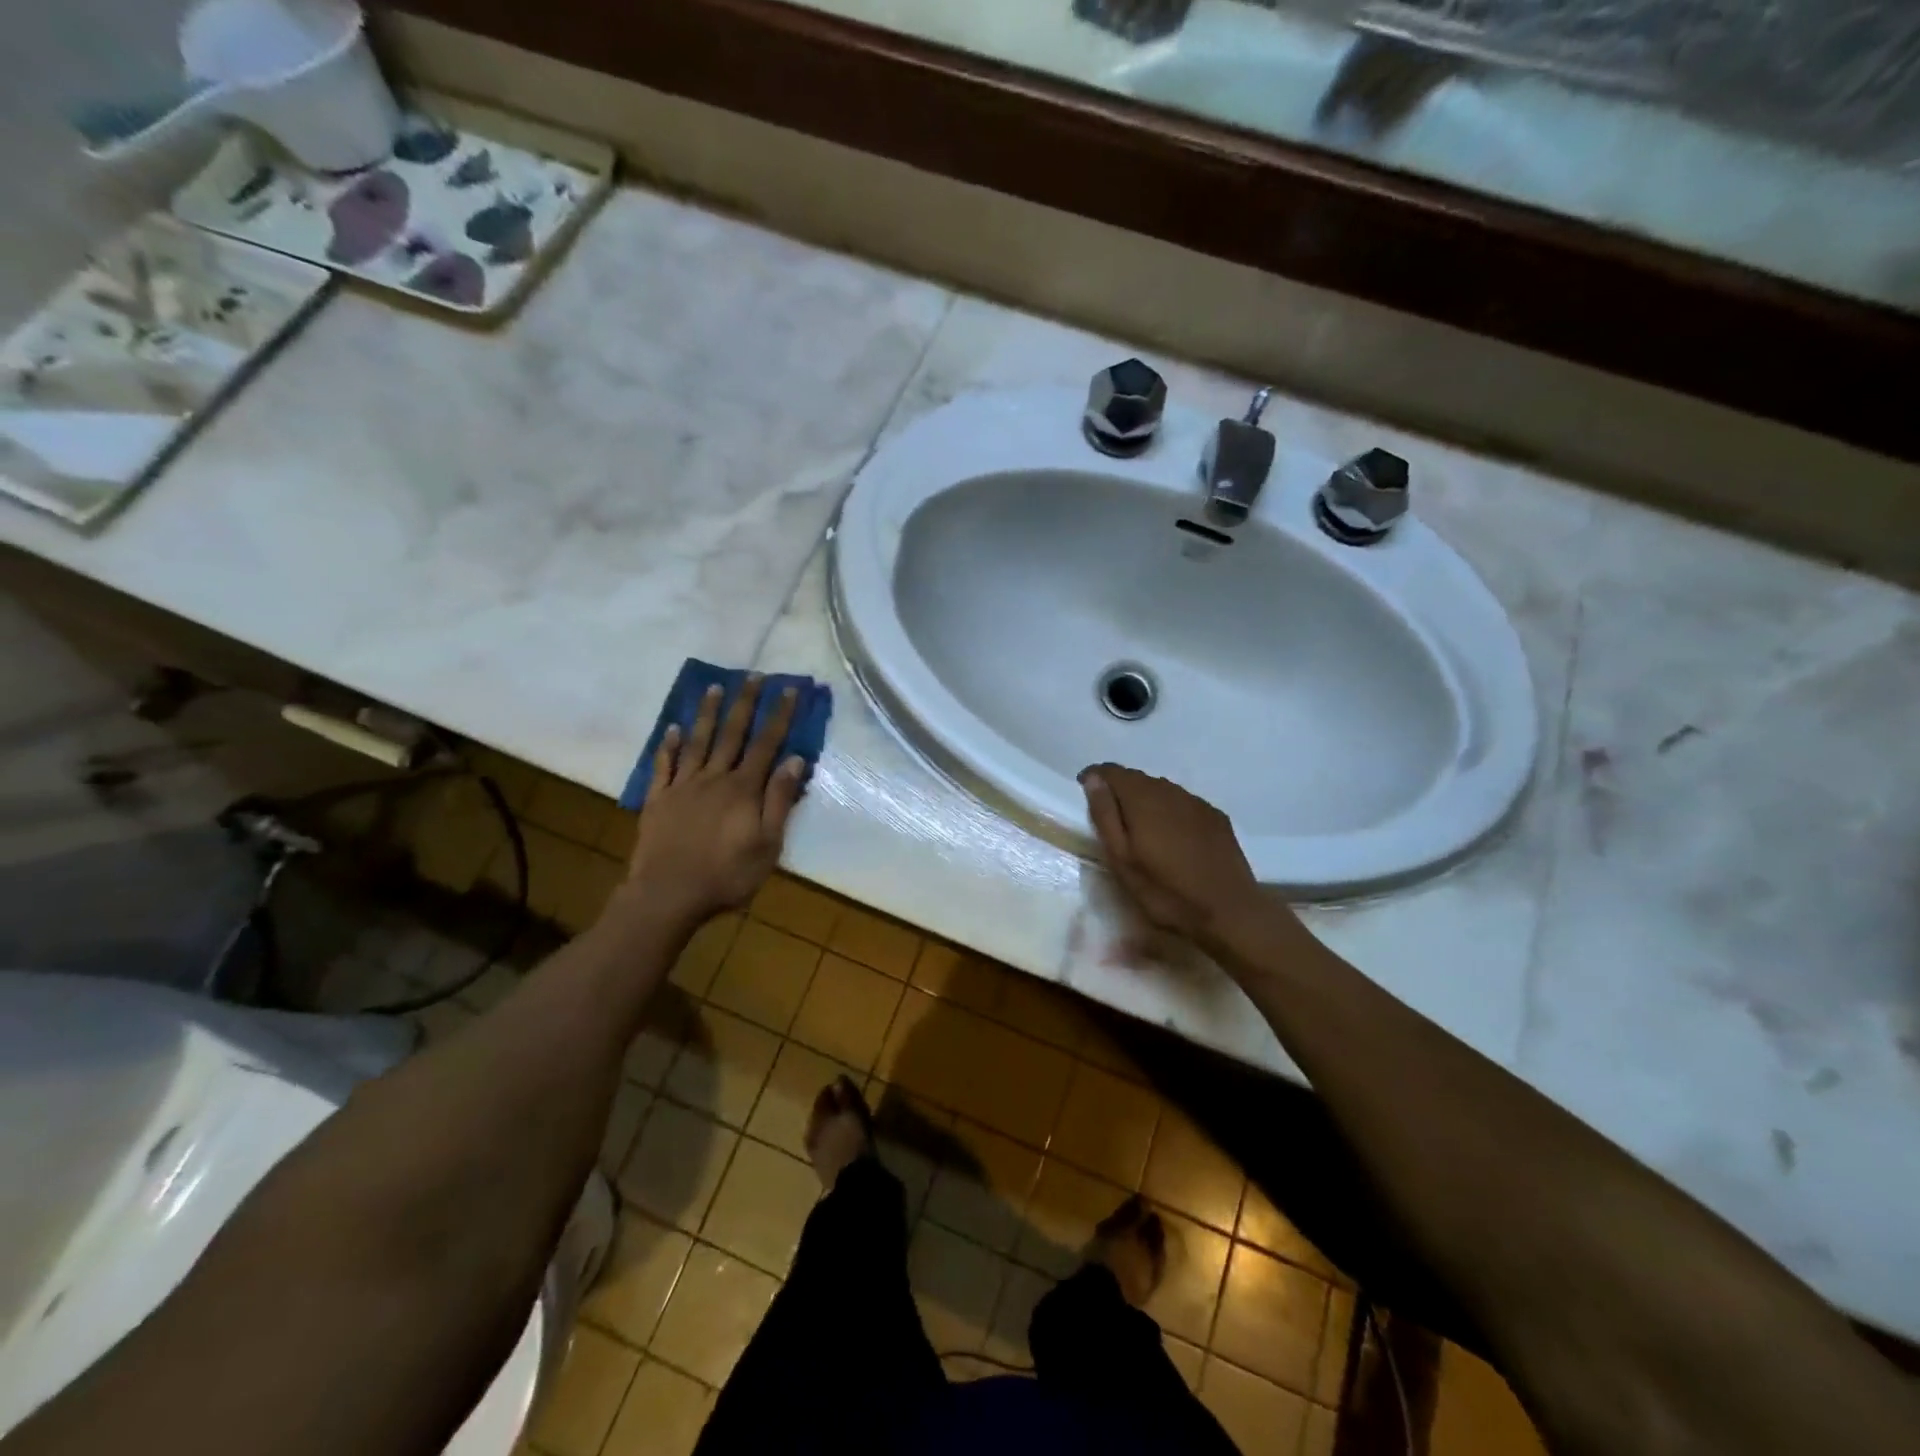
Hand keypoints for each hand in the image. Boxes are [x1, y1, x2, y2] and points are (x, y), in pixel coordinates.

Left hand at [625, 676, 806, 924]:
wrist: (667, 895)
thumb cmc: (726, 875)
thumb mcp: (767, 845)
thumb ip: (779, 801)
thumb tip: (794, 760)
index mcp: (743, 789)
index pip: (767, 745)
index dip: (779, 716)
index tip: (789, 690)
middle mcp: (714, 778)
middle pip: (732, 734)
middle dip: (745, 703)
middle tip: (752, 675)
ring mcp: (682, 787)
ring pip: (697, 742)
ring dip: (706, 714)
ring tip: (713, 687)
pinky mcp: (658, 800)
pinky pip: (663, 766)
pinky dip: (668, 746)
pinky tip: (672, 729)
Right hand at [1079, 763, 1266, 947]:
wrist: (1229, 912)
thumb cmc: (1165, 891)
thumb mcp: (1122, 859)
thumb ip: (1105, 815)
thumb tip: (1093, 779)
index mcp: (1143, 799)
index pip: (1112, 772)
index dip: (1095, 778)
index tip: (1084, 792)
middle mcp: (1170, 791)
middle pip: (1138, 778)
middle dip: (1120, 790)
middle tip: (1111, 818)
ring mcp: (1196, 803)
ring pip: (1162, 789)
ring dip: (1145, 800)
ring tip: (1139, 828)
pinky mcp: (1216, 817)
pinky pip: (1183, 803)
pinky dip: (1169, 810)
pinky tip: (1171, 836)